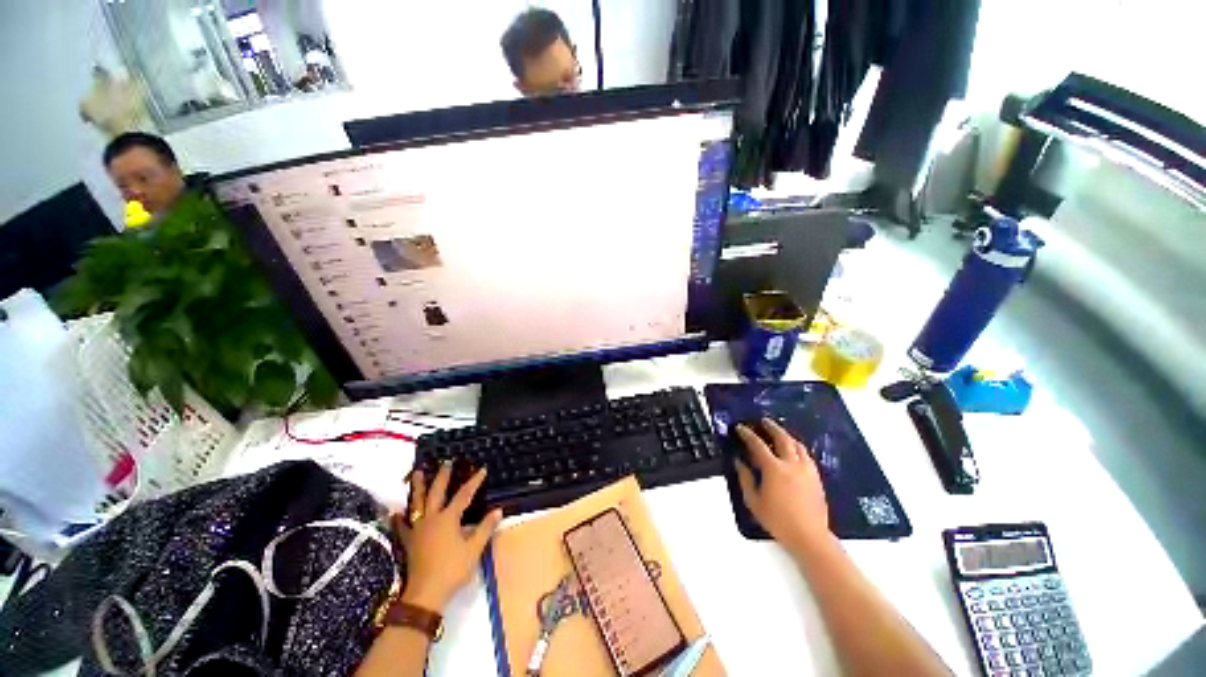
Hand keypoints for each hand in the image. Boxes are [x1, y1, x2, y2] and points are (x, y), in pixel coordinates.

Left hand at [393, 463, 502, 610]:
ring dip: (418, 487)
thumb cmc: (452, 569)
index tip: (482, 470)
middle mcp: (431, 518)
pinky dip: (399, 517)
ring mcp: (417, 529)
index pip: (464, 495)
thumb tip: (498, 510)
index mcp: (448, 518)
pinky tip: (395, 512)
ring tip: (417, 473)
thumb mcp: (474, 549)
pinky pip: (402, 525)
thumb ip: (485, 528)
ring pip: (416, 503)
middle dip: (442, 476)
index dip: (474, 481)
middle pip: (436, 492)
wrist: (425, 594)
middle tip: (446, 462)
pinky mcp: (408, 542)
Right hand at [735, 418, 831, 555]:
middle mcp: (792, 465)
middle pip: (782, 438)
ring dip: (786, 436)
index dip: (747, 434)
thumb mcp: (754, 501)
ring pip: (797, 445)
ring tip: (779, 433)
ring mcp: (807, 470)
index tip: (740, 428)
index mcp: (774, 469)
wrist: (809, 536)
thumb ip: (745, 479)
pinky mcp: (816, 478)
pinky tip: (794, 451)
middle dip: (772, 427)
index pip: (758, 445)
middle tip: (764, 421)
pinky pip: (806, 455)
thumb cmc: (778, 520)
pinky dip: (797, 448)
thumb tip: (739, 462)